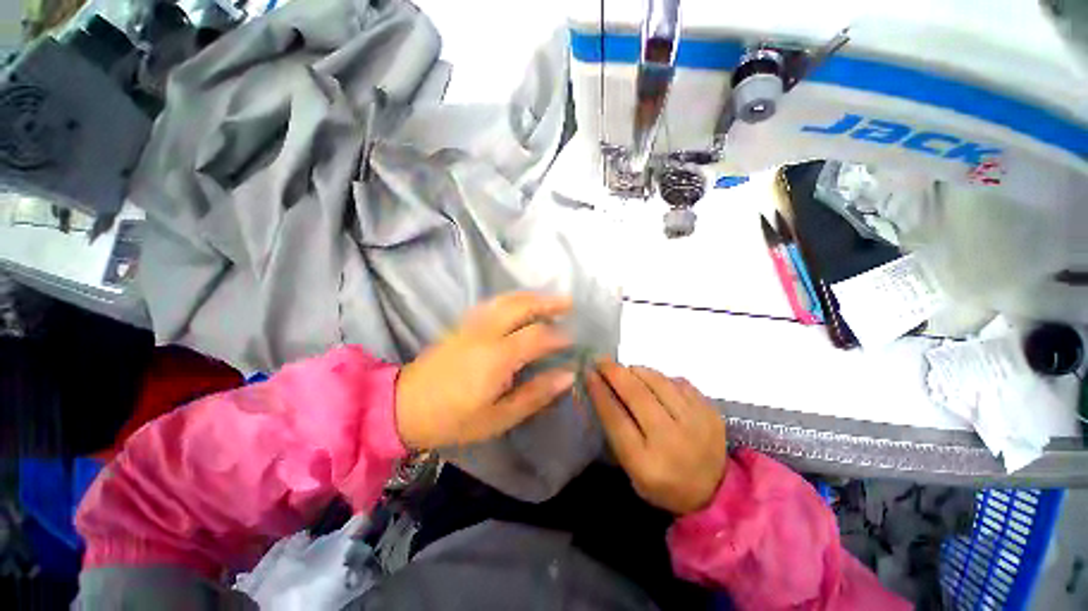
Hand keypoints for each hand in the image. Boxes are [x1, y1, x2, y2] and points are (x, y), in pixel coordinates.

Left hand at [395, 292, 575, 449]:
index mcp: (497, 357)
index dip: (559, 335)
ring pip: (506, 299)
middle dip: (548, 302)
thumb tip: (567, 375)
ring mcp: (472, 324)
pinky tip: (520, 304)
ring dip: (531, 296)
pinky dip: (512, 299)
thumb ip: (535, 394)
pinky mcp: (462, 324)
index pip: (537, 336)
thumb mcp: (499, 417)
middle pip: (521, 306)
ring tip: (549, 300)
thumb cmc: (454, 419)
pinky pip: (493, 303)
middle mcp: (486, 333)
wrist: (403, 407)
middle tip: (569, 303)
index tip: (574, 339)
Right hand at [587, 358, 727, 514]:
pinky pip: (678, 382)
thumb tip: (602, 389)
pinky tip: (653, 382)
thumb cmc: (662, 482)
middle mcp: (672, 440)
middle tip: (601, 361)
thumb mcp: (632, 468)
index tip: (588, 373)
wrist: (715, 492)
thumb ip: (616, 431)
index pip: (616, 418)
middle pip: (637, 395)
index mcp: (647, 463)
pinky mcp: (710, 411)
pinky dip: (660, 377)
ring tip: (626, 370)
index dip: (599, 392)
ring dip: (637, 371)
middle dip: (614, 373)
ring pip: (658, 381)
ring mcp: (696, 423)